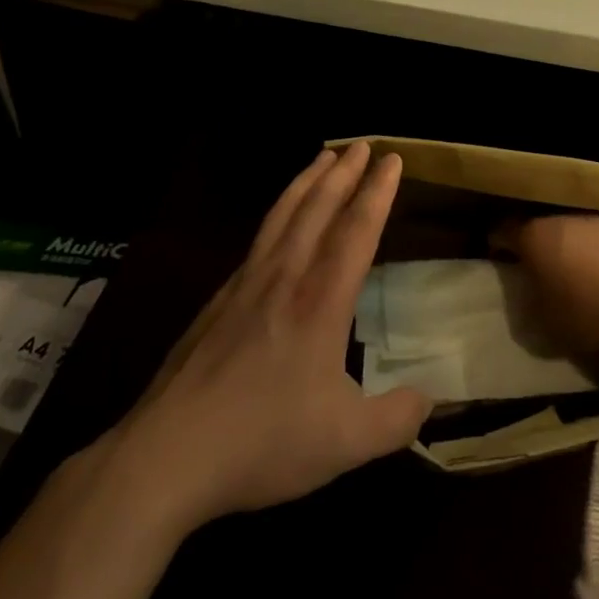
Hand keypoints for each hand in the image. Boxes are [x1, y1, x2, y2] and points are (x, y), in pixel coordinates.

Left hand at [113, 143, 430, 530]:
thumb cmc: (263, 441)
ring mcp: (245, 286)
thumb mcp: (346, 442)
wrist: (167, 455)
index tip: (391, 160)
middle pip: (317, 209)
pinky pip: (258, 239)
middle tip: (362, 144)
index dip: (377, 193)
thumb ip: (397, 419)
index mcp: (320, 303)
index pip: (356, 231)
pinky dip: (277, 212)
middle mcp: (284, 279)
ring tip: (323, 157)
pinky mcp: (217, 302)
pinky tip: (277, 221)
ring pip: (282, 216)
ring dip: (307, 182)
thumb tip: (430, 400)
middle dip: (344, 173)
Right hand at [497, 214, 598, 354]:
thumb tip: (528, 305)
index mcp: (535, 237)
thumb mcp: (549, 328)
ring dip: (574, 252)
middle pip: (542, 230)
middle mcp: (564, 219)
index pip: (503, 230)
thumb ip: (530, 313)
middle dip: (539, 250)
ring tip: (581, 280)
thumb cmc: (592, 311)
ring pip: (576, 233)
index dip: (496, 242)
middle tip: (540, 275)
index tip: (497, 255)